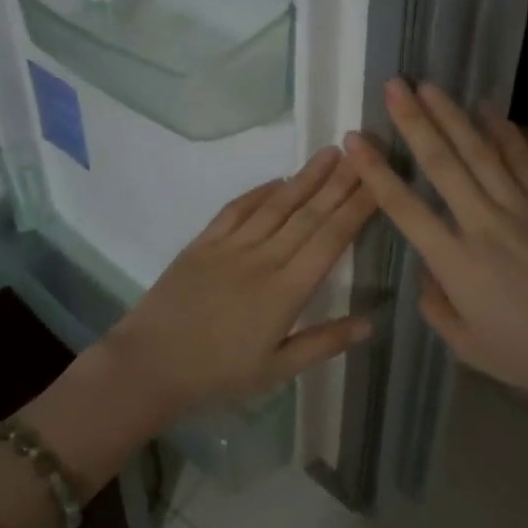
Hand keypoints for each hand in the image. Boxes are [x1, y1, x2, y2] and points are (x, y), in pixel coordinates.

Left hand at [98, 146, 377, 419]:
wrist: (151, 364)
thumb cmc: (218, 373)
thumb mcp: (277, 369)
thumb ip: (324, 343)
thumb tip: (370, 323)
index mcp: (286, 290)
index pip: (330, 240)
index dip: (356, 209)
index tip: (376, 183)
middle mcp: (263, 258)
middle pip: (307, 214)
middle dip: (338, 183)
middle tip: (362, 153)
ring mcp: (230, 246)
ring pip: (276, 204)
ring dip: (305, 177)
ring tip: (329, 153)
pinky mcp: (203, 243)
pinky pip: (236, 209)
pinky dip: (259, 192)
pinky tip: (277, 179)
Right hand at [344, 79, 527, 422]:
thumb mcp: (468, 346)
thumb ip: (436, 307)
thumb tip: (426, 273)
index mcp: (456, 263)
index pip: (404, 207)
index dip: (375, 171)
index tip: (355, 140)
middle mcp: (483, 225)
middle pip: (442, 164)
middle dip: (413, 121)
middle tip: (394, 86)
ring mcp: (523, 209)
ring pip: (479, 152)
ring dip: (451, 115)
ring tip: (428, 85)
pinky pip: (525, 160)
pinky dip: (505, 132)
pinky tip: (488, 108)